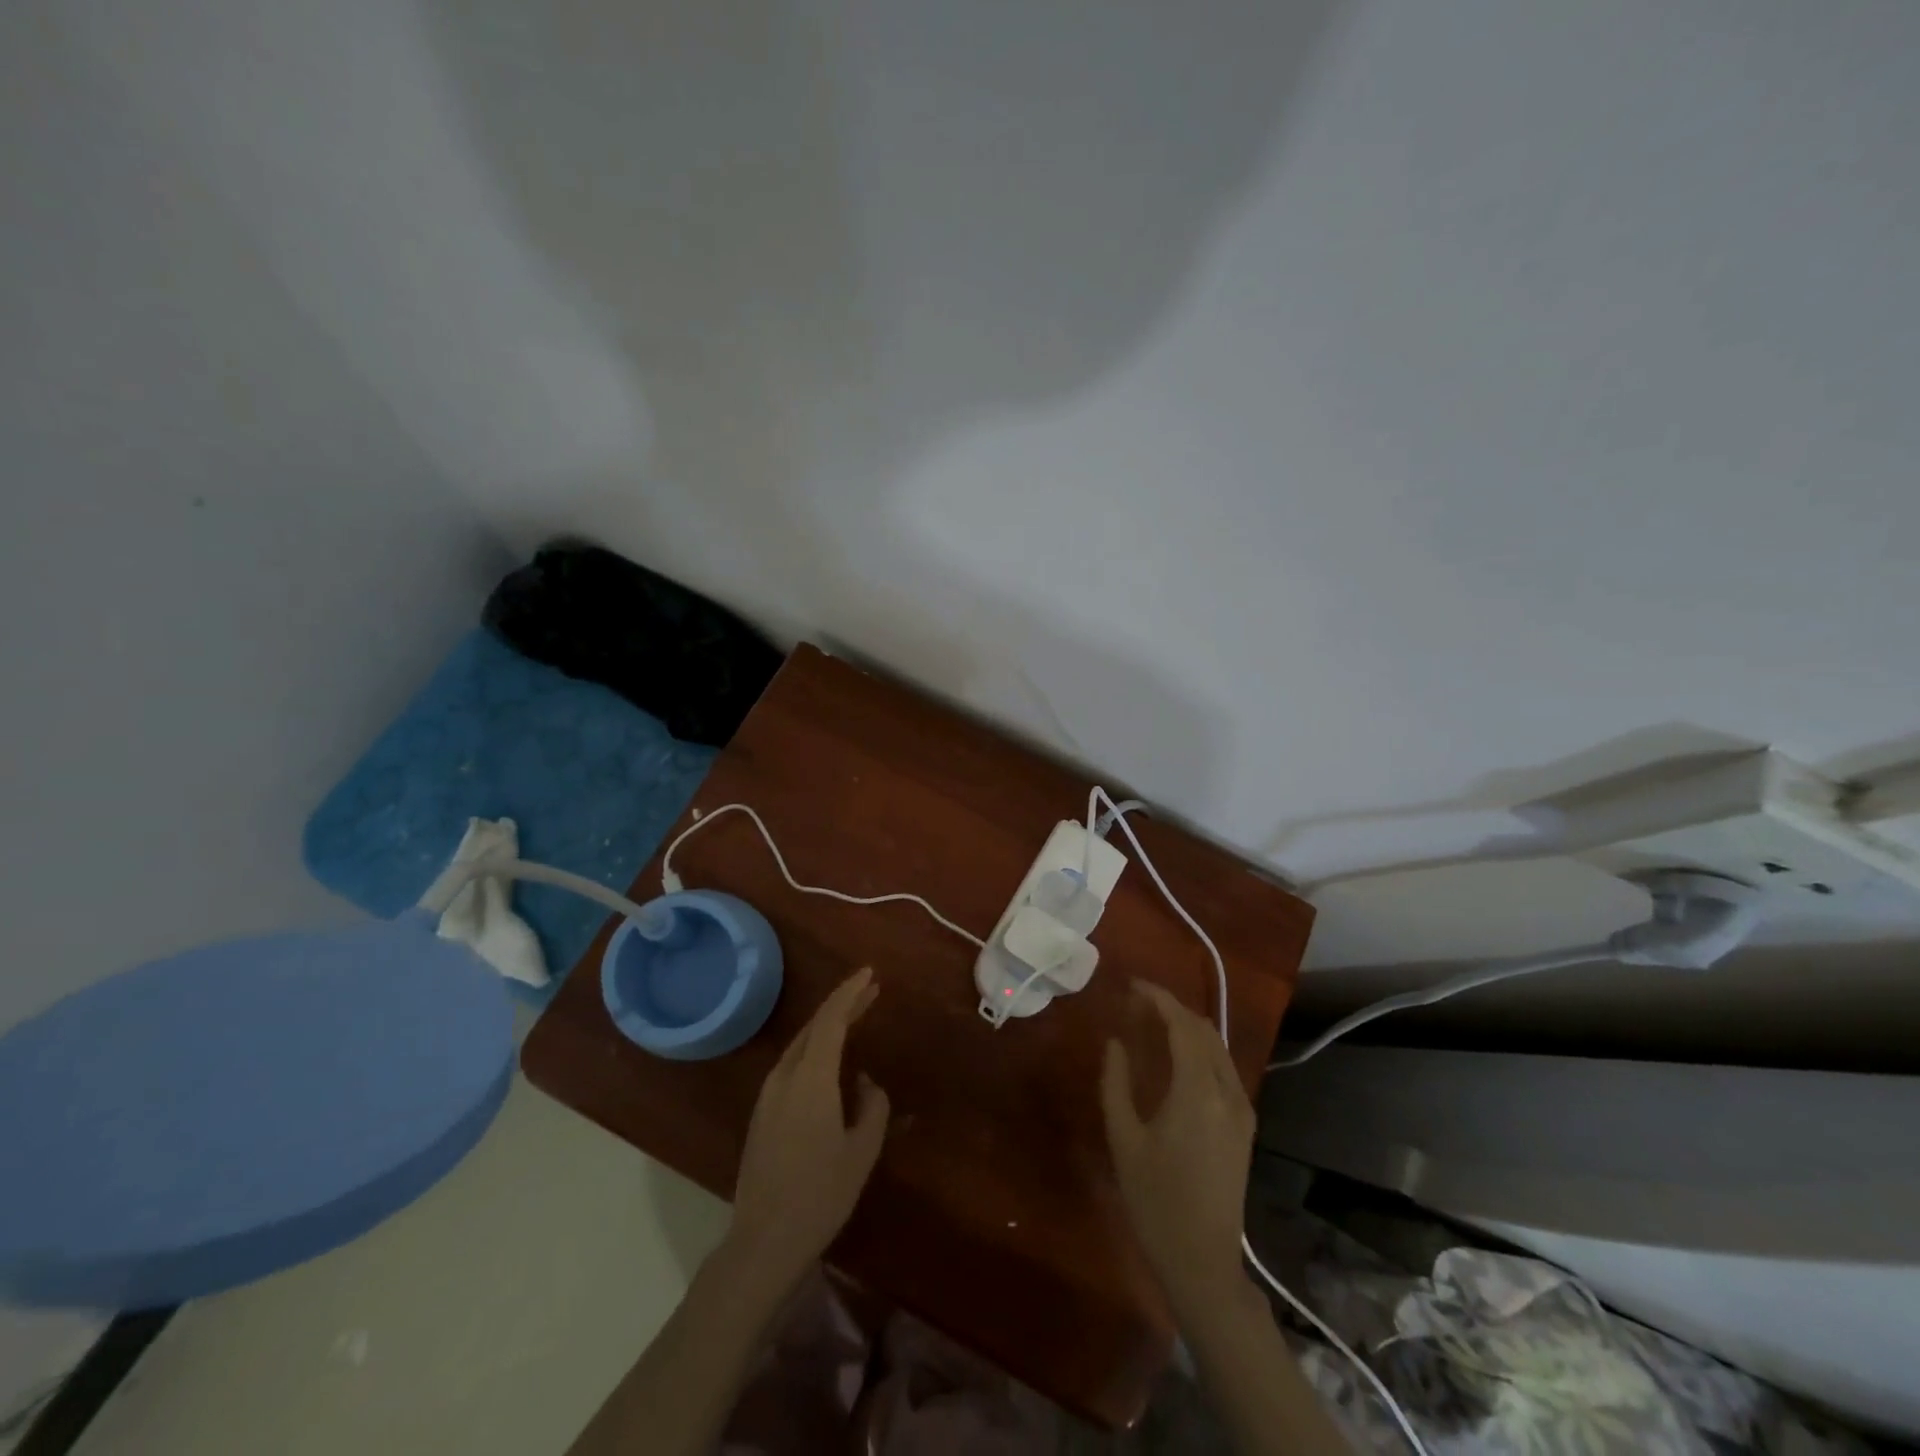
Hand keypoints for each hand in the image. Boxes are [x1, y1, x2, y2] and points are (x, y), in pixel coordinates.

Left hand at [728, 967, 889, 1286]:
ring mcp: (768, 1095)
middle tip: (871, 991)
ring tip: (855, 1018)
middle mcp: (785, 1077)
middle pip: (814, 1027)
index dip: (850, 993)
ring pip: (801, 1045)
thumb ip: (872, 1106)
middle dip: (843, 1005)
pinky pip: (792, 1064)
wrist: (764, 1241)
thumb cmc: (820, 1194)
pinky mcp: (762, 1113)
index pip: (831, 1020)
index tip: (870, 974)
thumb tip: (864, 1082)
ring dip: (828, 1027)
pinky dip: (815, 1049)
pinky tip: (830, 1061)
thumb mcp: (861, 1151)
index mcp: (811, 1078)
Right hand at [1100, 981, 1254, 1315]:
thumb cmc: (1155, 1201)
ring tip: (1153, 1022)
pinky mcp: (1244, 1125)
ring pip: (1217, 1048)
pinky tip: (1176, 1055)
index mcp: (1198, 1092)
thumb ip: (1116, 1083)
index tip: (1132, 985)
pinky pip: (1223, 1068)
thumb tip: (1115, 1042)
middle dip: (1172, 1008)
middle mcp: (1227, 1092)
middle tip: (1137, 1003)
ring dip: (1187, 1027)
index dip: (1158, 999)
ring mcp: (1241, 1109)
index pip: (1182, 1025)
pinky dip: (1200, 1049)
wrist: (1204, 1262)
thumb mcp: (1124, 1139)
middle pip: (1204, 1030)